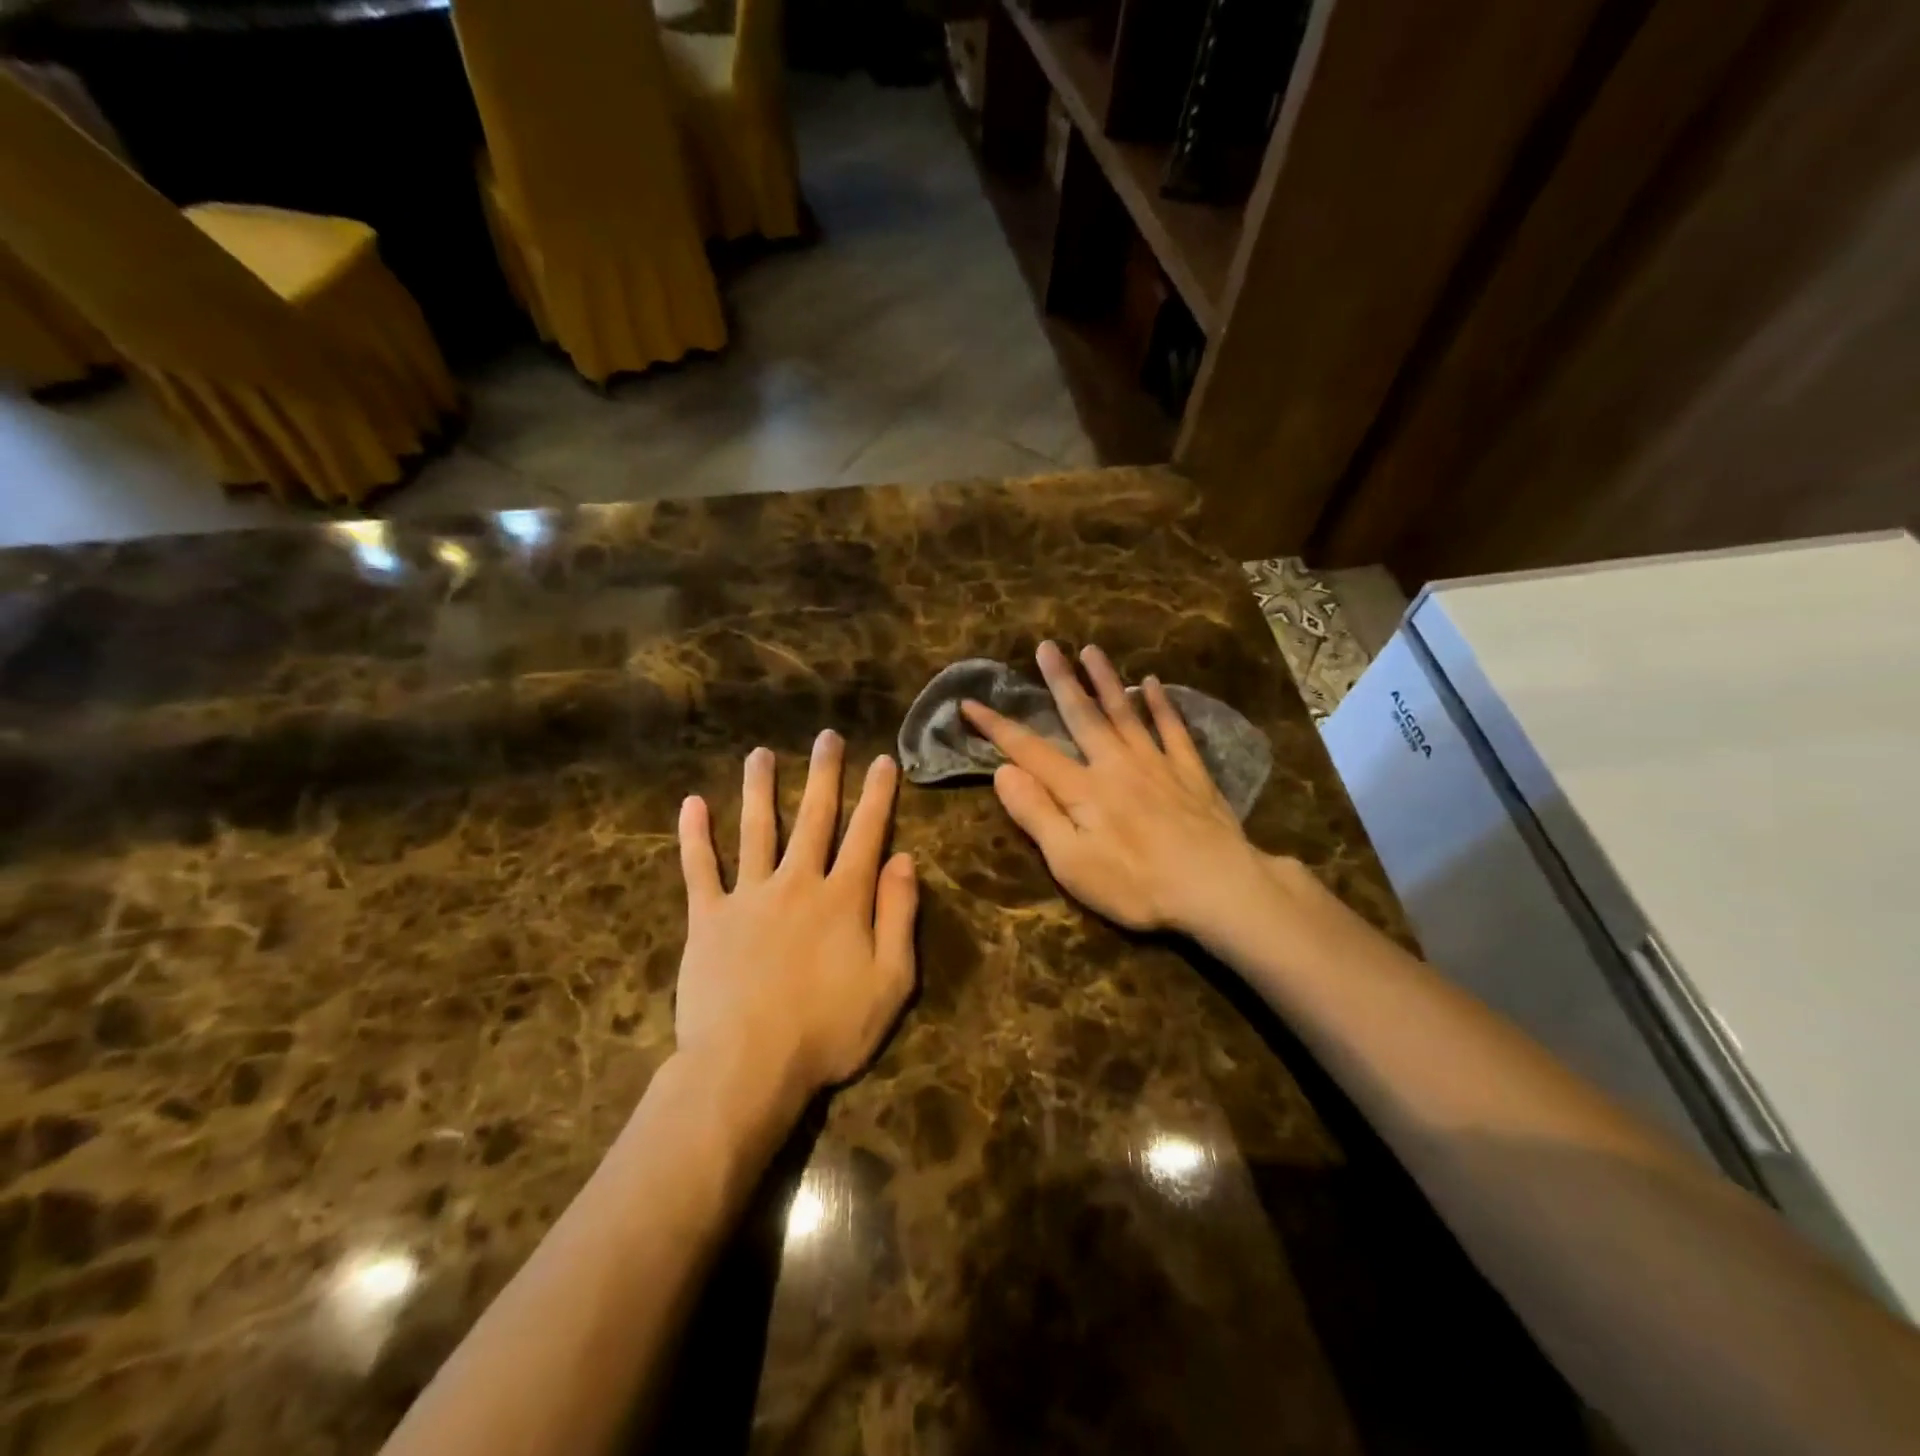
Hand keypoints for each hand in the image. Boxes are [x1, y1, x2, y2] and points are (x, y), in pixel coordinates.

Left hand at [675, 732, 918, 1109]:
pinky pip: (700, 869)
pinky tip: (691, 804)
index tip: (882, 760)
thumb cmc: (828, 1030)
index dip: (877, 795)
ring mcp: (748, 896)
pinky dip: (694, 836)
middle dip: (824, 774)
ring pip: (756, 829)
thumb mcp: (891, 982)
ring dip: (760, 788)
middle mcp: (797, 882)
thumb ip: (899, 916)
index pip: (866, 834)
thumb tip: (905, 859)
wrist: (747, 1066)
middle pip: (814, 817)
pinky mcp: (709, 918)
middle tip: (827, 737)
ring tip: (760, 753)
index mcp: (843, 897)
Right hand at [961, 641, 1280, 936]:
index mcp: (1083, 789)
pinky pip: (1173, 729)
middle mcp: (1116, 764)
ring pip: (1125, 713)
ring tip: (1091, 650)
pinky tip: (1154, 684)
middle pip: (1082, 716)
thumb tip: (1003, 771)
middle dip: (1060, 681)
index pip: (1030, 750)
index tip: (970, 703)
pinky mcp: (1190, 774)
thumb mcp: (1072, 862)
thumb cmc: (1137, 885)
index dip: (997, 727)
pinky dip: (1162, 705)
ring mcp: (1157, 764)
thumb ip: (1037, 814)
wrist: (1217, 887)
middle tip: (1046, 647)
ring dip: (1106, 680)